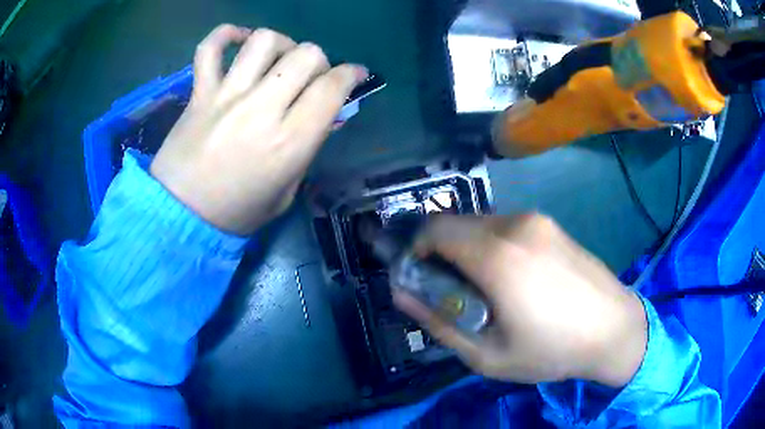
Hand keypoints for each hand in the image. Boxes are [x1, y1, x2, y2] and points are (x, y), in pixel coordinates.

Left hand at [150, 25, 367, 234]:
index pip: (332, 88)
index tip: (355, 74)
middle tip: (310, 76)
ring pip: (264, 41)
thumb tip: (324, 116)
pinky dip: (225, 35)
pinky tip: (238, 40)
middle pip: (306, 54)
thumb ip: (307, 150)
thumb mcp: (285, 192)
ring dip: (282, 44)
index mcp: (289, 142)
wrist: (181, 215)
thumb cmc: (237, 211)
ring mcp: (227, 96)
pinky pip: (209, 48)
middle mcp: (262, 109)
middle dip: (319, 60)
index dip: (351, 74)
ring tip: (277, 60)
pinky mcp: (200, 92)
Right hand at [393, 214, 647, 387]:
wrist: (614, 329)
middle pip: (456, 223)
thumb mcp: (487, 354)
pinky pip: (506, 227)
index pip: (434, 229)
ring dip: (469, 249)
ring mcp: (537, 220)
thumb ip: (439, 322)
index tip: (422, 278)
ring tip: (489, 288)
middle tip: (455, 290)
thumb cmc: (552, 349)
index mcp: (497, 255)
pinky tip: (515, 278)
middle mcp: (515, 225)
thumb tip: (403, 294)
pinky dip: (494, 245)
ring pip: (481, 224)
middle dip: (442, 252)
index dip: (417, 250)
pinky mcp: (551, 225)